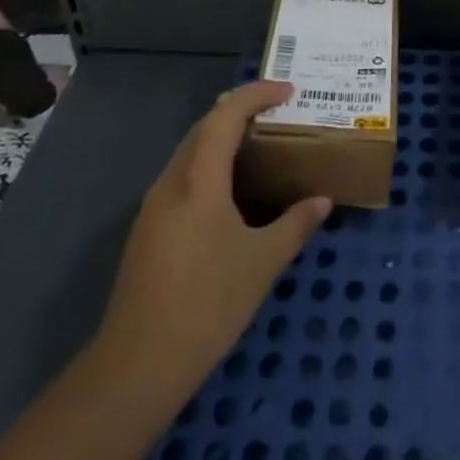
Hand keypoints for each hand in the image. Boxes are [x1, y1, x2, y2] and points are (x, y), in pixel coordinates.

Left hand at [89, 80, 329, 398]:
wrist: (136, 367)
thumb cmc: (207, 304)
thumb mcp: (262, 262)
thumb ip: (296, 224)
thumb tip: (322, 201)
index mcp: (199, 179)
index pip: (226, 114)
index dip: (256, 94)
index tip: (288, 92)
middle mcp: (172, 182)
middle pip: (204, 127)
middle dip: (239, 110)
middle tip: (276, 113)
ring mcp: (154, 207)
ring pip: (190, 152)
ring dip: (222, 138)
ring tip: (258, 145)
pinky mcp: (147, 231)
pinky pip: (183, 177)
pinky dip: (210, 165)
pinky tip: (230, 191)